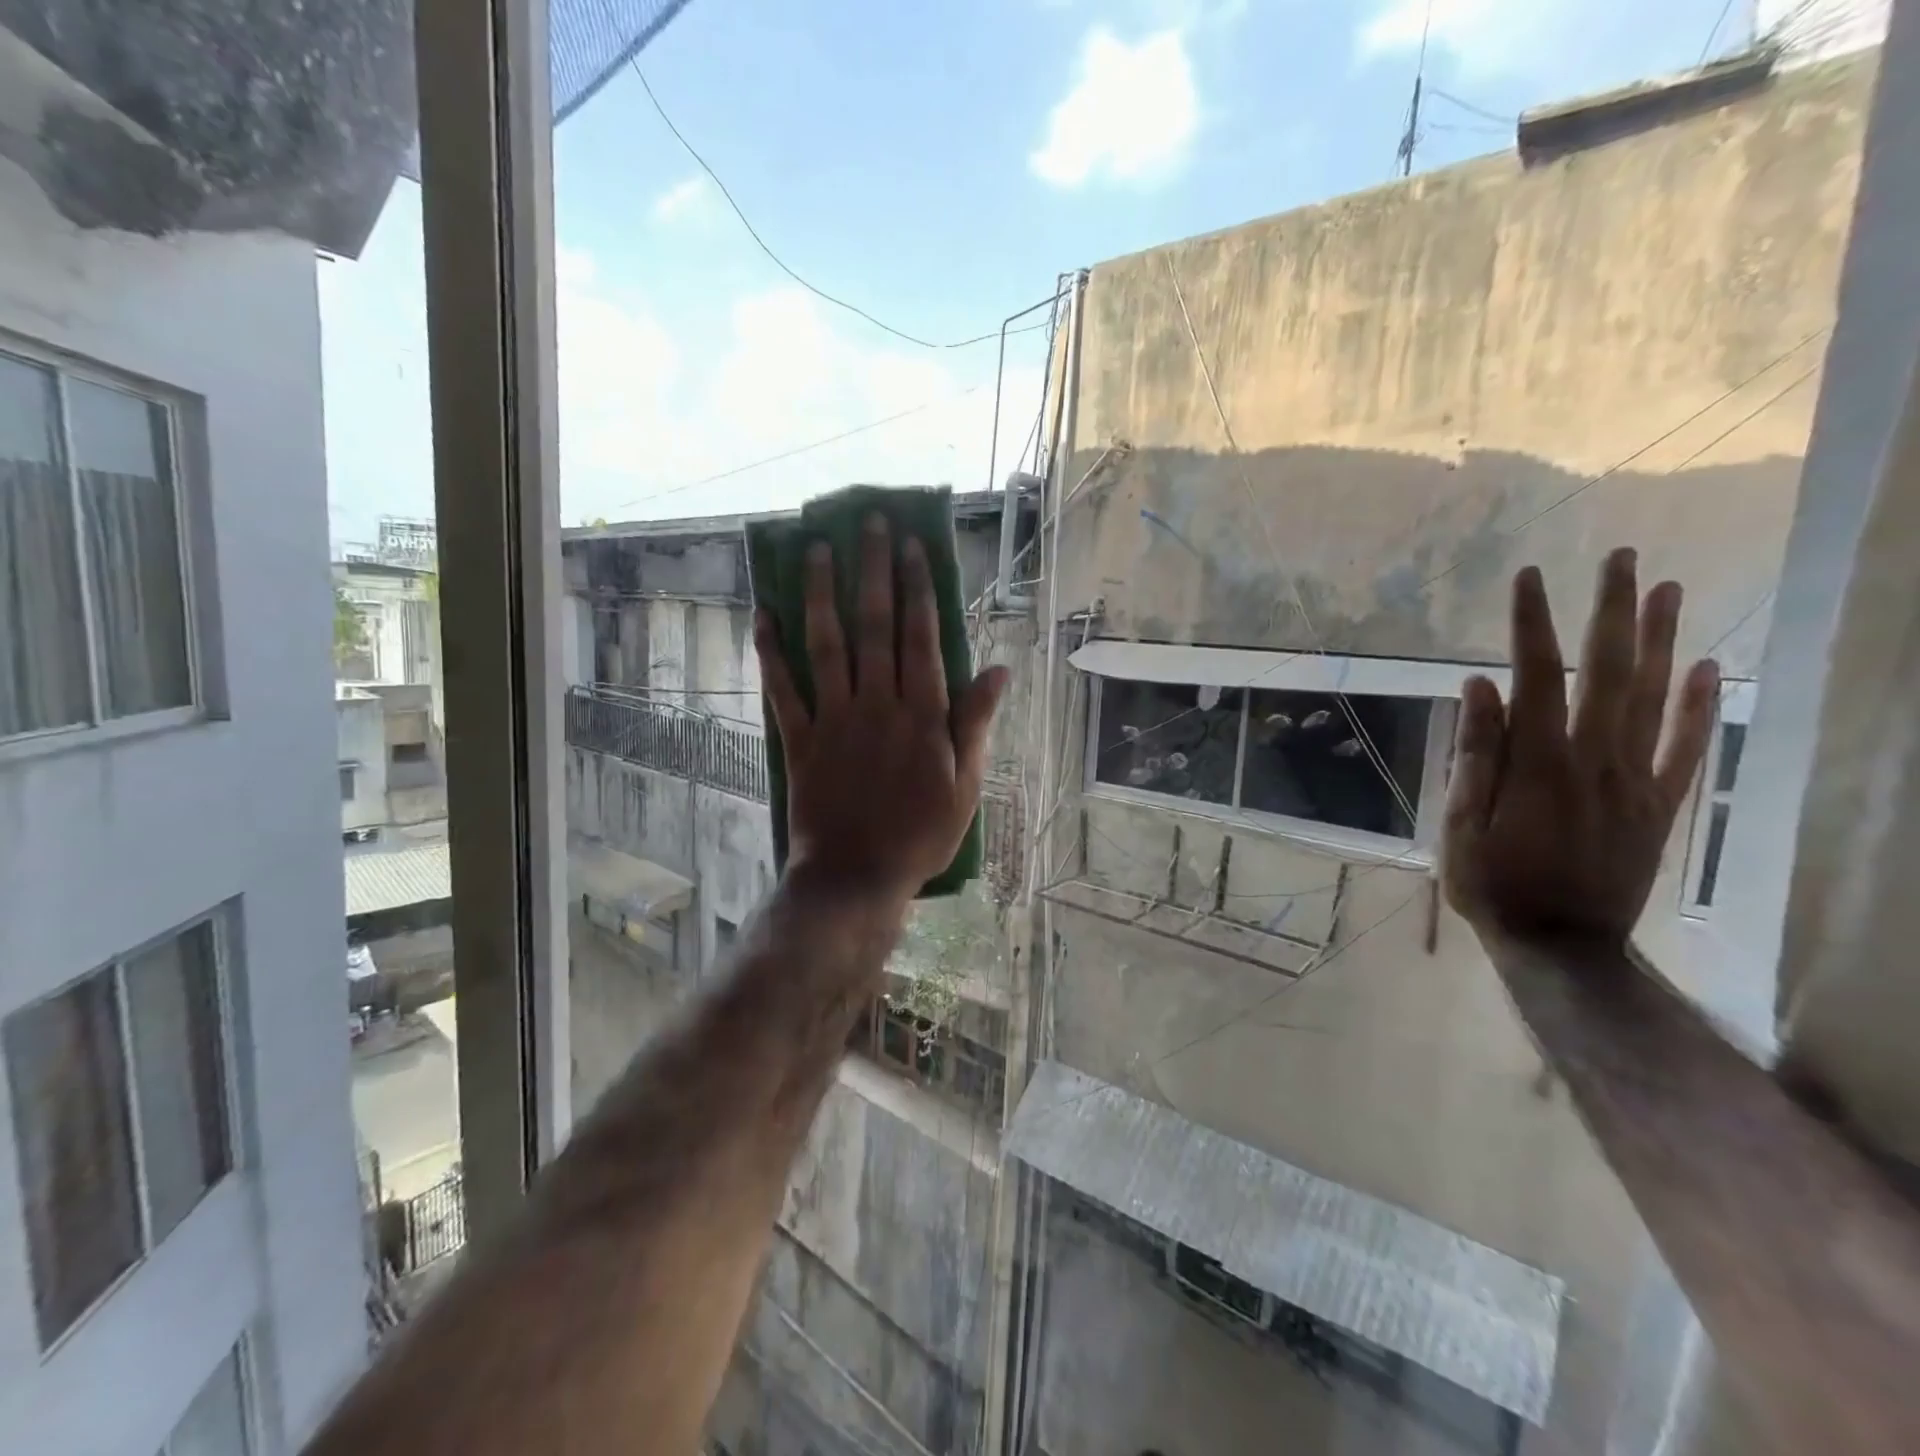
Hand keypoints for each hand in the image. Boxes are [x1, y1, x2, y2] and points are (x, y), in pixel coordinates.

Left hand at [755, 514, 1006, 903]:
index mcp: (922, 714)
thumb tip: (999, 671)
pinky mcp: (799, 740)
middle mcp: (877, 704)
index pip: (920, 636)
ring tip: (816, 549)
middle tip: (869, 523)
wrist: (857, 878)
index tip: (911, 545)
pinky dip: (771, 653)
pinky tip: (764, 616)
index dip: (916, 587)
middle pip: (874, 626)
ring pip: (827, 645)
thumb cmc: (920, 835)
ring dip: (821, 594)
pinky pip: (783, 689)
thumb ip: (976, 724)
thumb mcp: (966, 786)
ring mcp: (834, 719)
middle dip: (872, 570)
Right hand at [1442, 547, 1719, 945]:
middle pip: (1607, 673)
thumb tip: (1479, 687)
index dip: (1530, 624)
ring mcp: (1635, 781)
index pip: (1535, 677)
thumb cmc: (1492, 882)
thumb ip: (1475, 755)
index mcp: (1538, 764)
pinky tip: (1708, 665)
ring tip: (1667, 589)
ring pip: (1654, 698)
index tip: (1527, 578)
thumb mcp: (1461, 823)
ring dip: (1660, 640)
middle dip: (1611, 612)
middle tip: (1620, 558)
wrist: (1562, 944)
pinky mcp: (1658, 804)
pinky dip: (1701, 705)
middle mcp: (1594, 760)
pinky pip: (1687, 747)